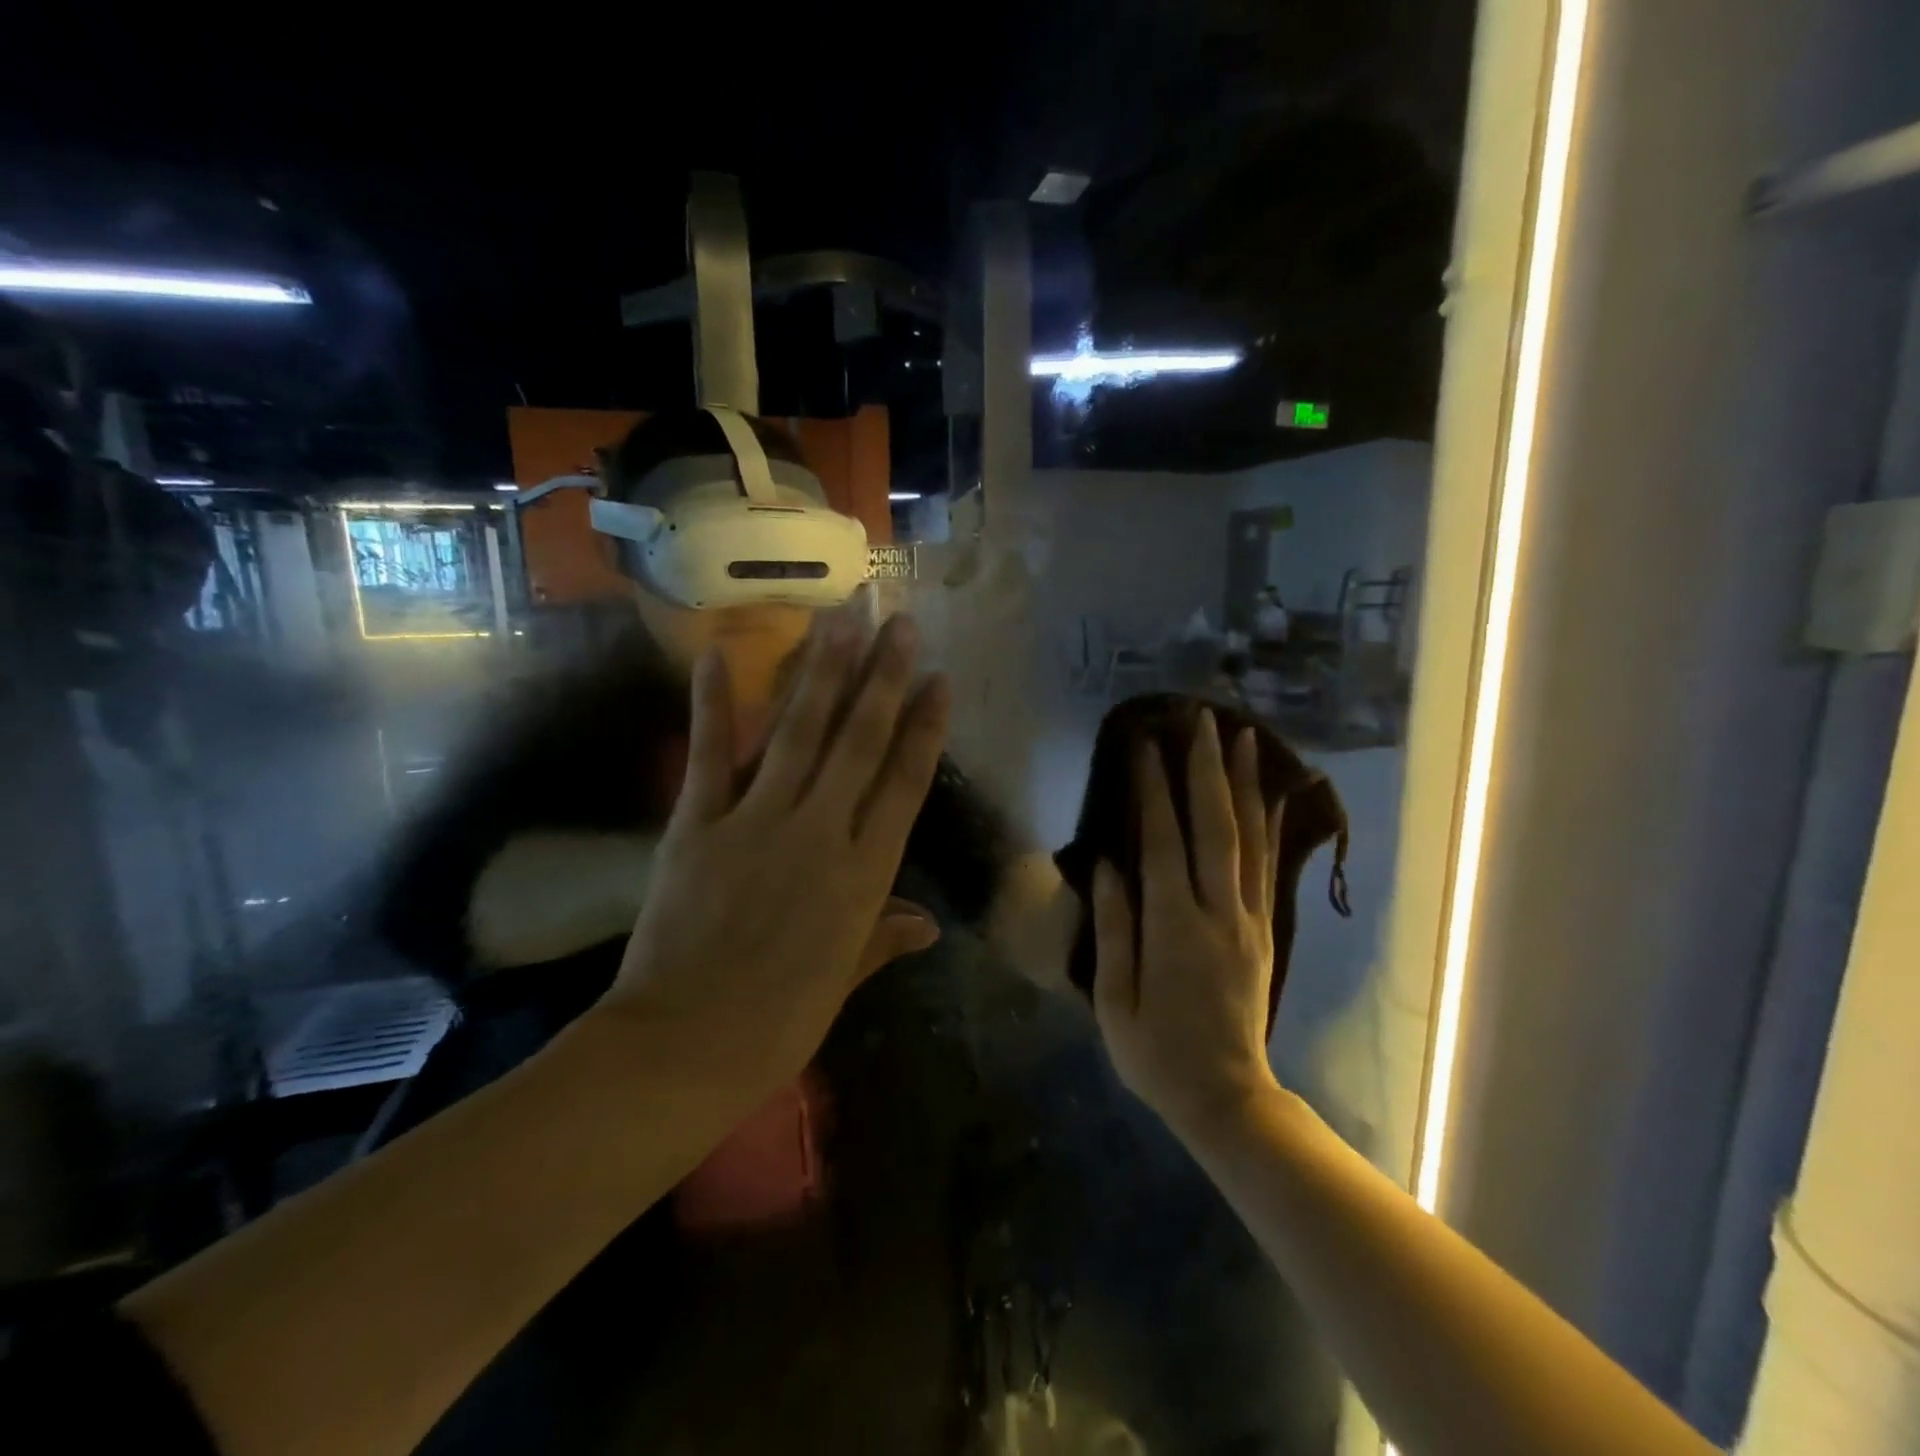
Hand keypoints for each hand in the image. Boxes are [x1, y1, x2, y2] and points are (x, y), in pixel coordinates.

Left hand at [599, 613, 949, 1103]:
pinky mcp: (699, 824)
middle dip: (883, 678)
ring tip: (840, 620)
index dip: (925, 728)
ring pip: (799, 733)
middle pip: (860, 742)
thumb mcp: (843, 980)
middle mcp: (821, 833)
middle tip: (898, 623)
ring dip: (822, 673)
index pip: (905, 784)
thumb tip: (929, 925)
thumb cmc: (778, 1023)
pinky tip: (720, 654)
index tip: (938, 681)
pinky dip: (714, 703)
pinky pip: (711, 754)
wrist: (684, 1048)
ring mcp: (758, 822)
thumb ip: (884, 938)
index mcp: (864, 874)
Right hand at [1091, 711, 1283, 1138]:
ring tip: (1241, 736)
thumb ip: (1113, 929)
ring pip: (1248, 839)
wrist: (1227, 1098)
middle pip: (1214, 827)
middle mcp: (1218, 914)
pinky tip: (1270, 795)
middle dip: (1206, 769)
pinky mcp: (1264, 931)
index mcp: (1174, 930)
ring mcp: (1248, 920)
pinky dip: (1269, 825)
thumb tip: (1107, 865)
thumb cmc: (1155, 1054)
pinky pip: (1267, 867)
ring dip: (1242, 784)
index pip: (1163, 843)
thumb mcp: (1114, 1001)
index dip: (1154, 791)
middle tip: (1201, 719)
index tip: (1146, 745)